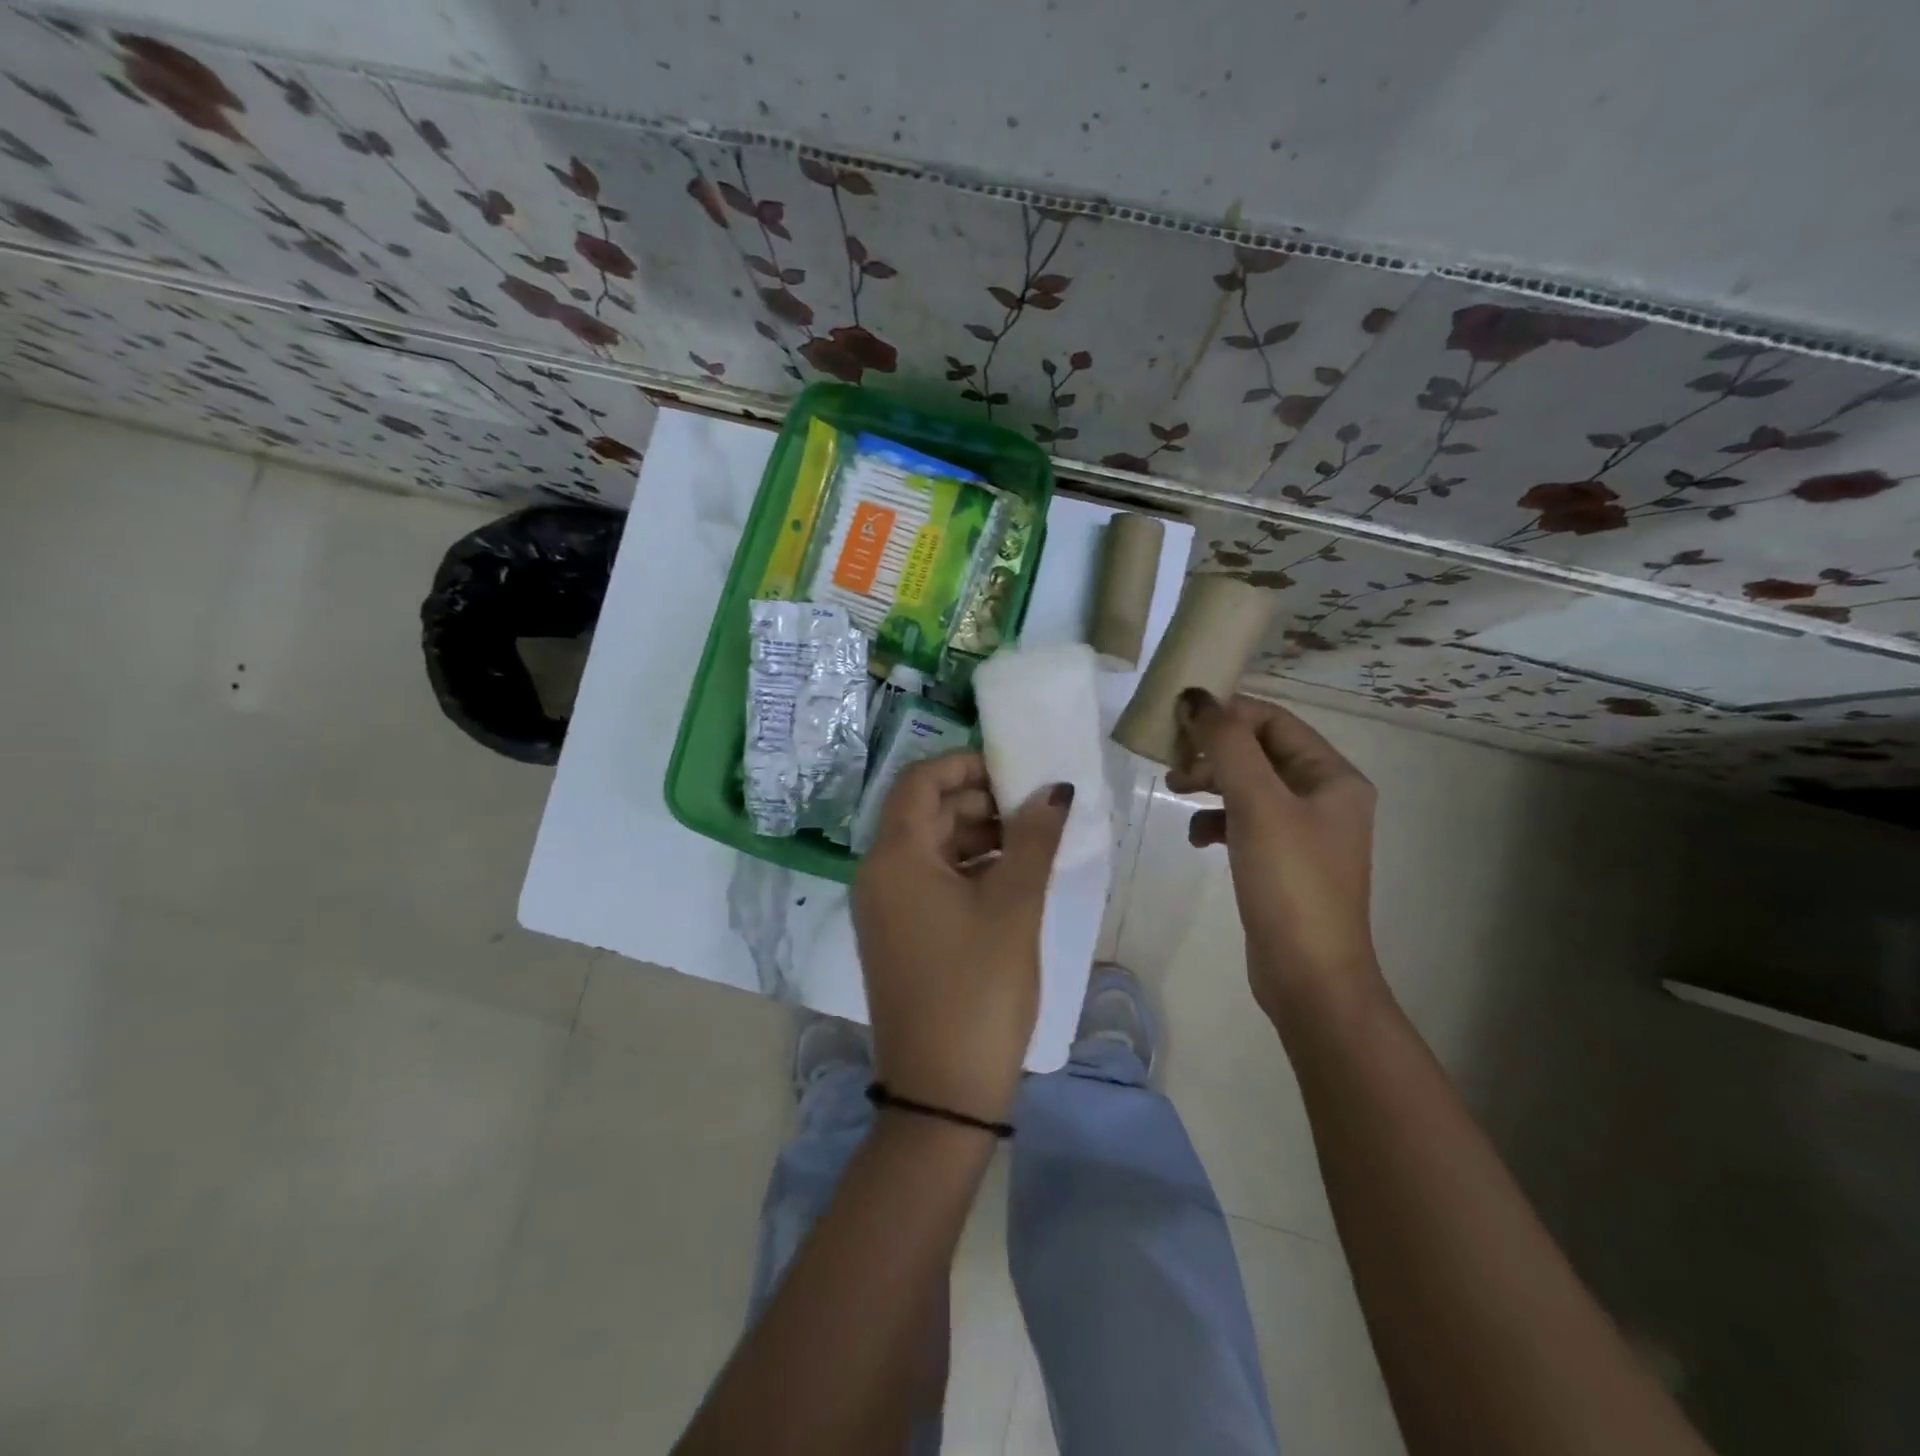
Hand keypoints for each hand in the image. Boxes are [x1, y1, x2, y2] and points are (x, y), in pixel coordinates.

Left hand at [851, 752, 1071, 1121]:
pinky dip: (967, 869)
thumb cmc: (979, 989)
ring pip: (930, 847)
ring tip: (1032, 842)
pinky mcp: (899, 933)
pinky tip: (1011, 878)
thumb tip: (1054, 789)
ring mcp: (885, 907)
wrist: (942, 1092)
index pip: (920, 780)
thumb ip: (1033, 838)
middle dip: (979, 800)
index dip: (966, 764)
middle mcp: (879, 874)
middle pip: (925, 811)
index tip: (1016, 771)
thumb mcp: (1014, 906)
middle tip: (1035, 809)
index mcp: (895, 857)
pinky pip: (930, 880)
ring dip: (978, 835)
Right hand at [1169, 689, 1380, 1019]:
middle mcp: (1324, 797)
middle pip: (1259, 752)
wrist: (1308, 975)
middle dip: (1214, 751)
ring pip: (1247, 786)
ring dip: (1210, 783)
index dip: (1227, 714)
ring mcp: (1303, 831)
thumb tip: (1196, 696)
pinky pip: (1244, 822)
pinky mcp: (1281, 860)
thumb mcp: (1257, 804)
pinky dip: (1216, 821)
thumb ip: (1227, 745)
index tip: (1179, 721)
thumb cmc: (1290, 882)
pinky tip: (1196, 838)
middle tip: (1172, 762)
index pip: (1274, 721)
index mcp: (1332, 776)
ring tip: (1175, 791)